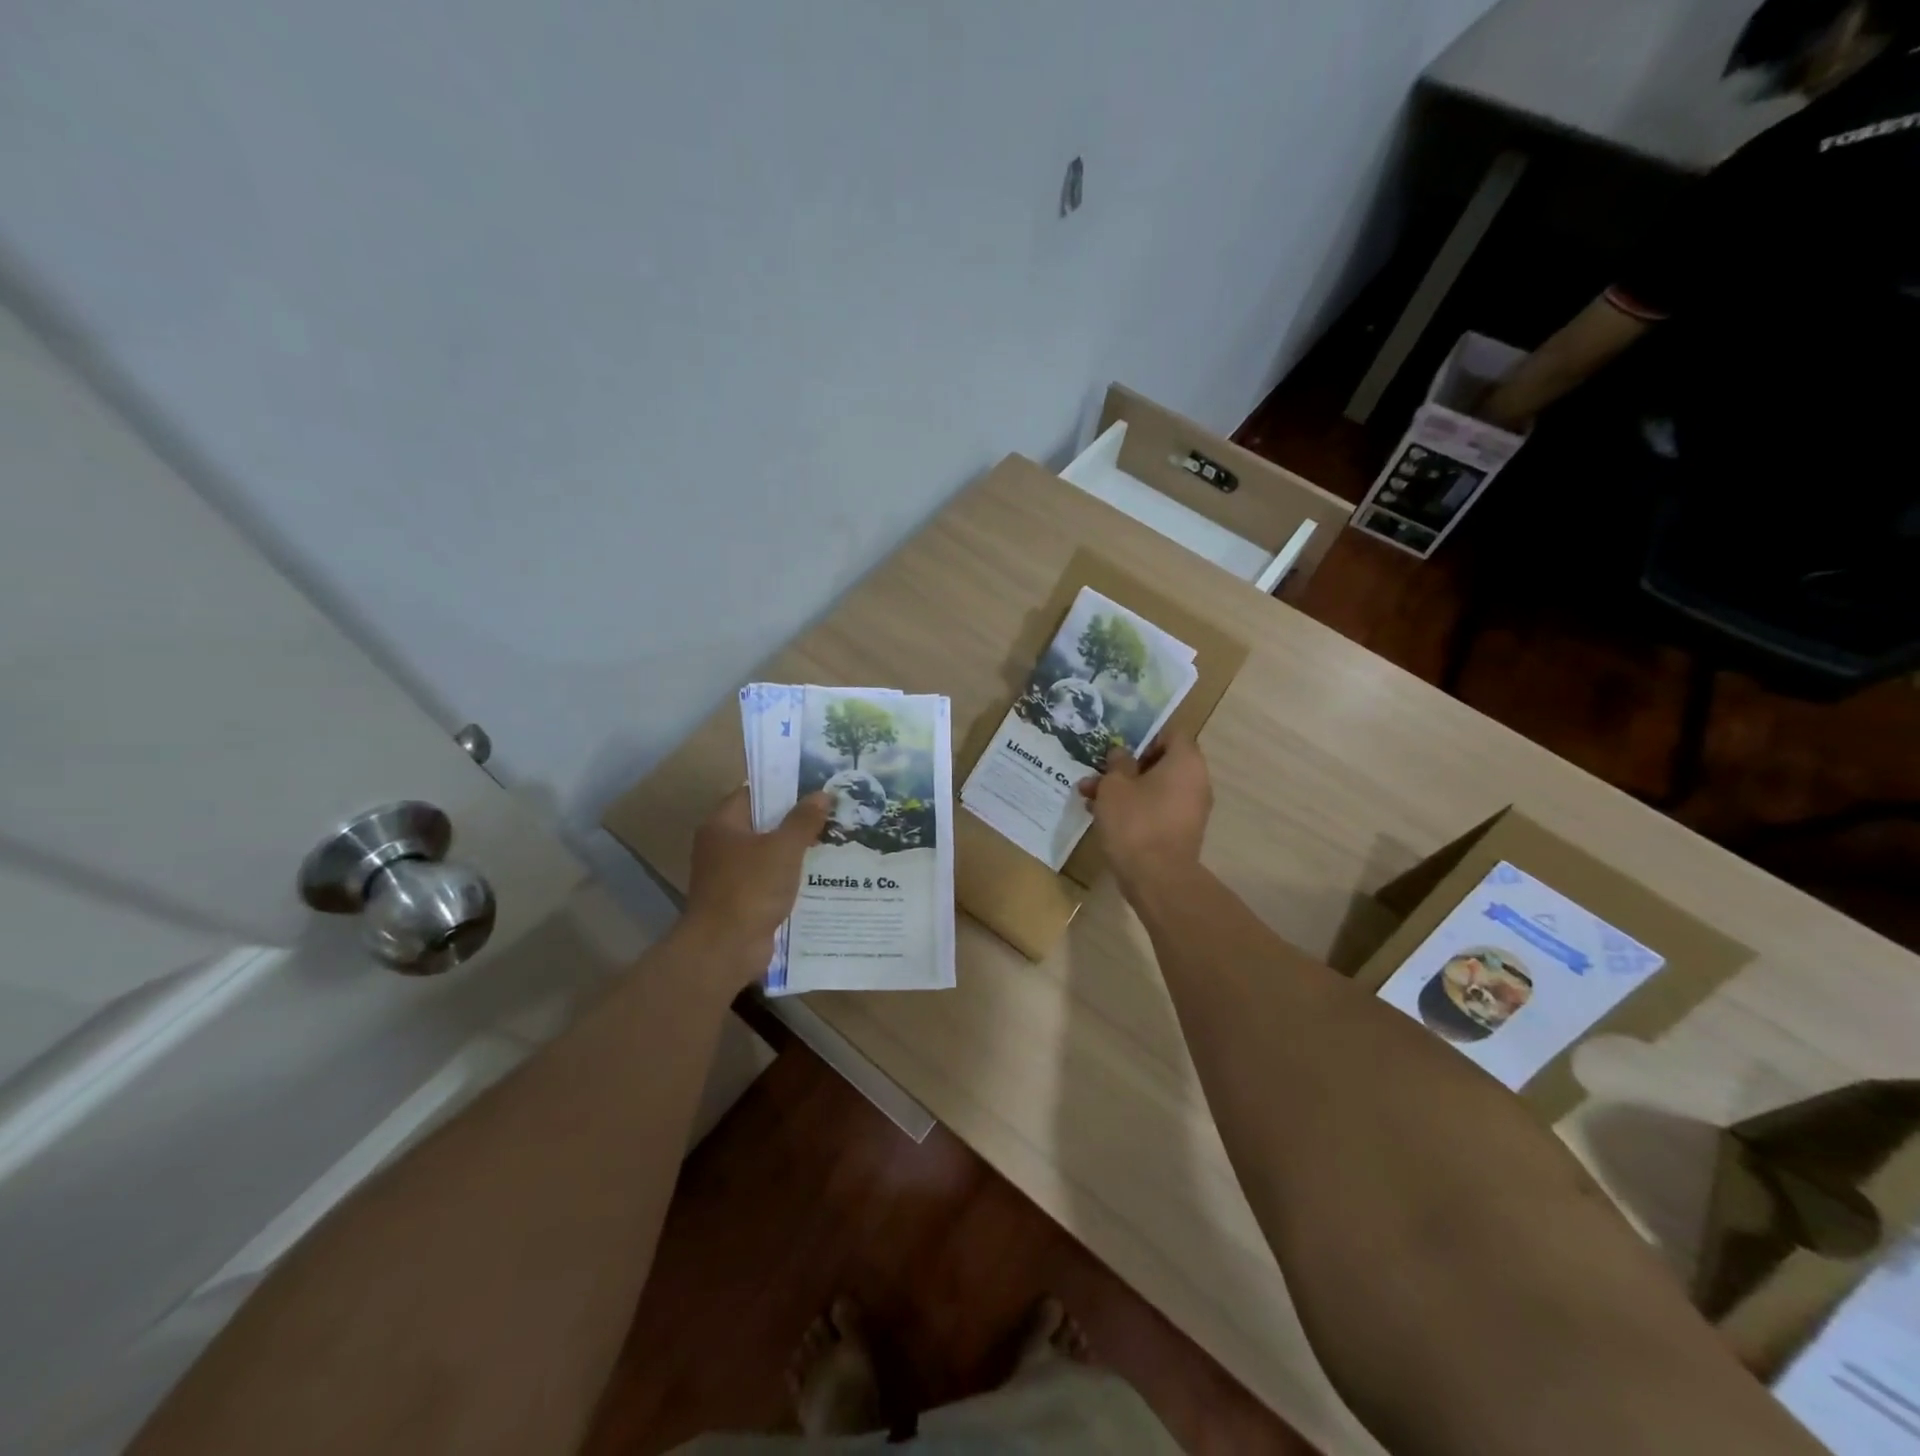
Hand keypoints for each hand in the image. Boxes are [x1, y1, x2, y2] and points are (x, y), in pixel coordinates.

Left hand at [681, 787, 829, 969]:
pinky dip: (790, 878)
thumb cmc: (750, 888)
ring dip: (795, 851)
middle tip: (831, 811)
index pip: (753, 793)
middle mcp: (721, 846)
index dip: (783, 786)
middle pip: (762, 823)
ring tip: (833, 840)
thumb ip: (803, 820)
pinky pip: (770, 880)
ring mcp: (730, 876)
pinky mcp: (742, 901)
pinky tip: (820, 875)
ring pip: (769, 854)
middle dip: (795, 819)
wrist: (725, 949)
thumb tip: (822, 794)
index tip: (814, 784)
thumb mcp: (783, 848)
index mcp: (723, 825)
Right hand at [1078, 731, 1211, 896]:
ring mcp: (1190, 809)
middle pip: (1160, 763)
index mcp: (1185, 762)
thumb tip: (1121, 753)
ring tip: (1089, 797)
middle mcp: (1195, 781)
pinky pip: (1156, 809)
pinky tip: (1103, 817)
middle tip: (1097, 772)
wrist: (1157, 878)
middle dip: (1125, 767)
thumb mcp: (1115, 786)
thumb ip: (1117, 763)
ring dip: (1124, 789)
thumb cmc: (1135, 822)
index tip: (1118, 746)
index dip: (1143, 736)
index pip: (1170, 733)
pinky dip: (1134, 808)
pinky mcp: (1180, 832)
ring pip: (1154, 788)